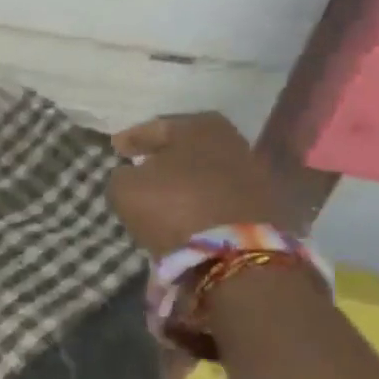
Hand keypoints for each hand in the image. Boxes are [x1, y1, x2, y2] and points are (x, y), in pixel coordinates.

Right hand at [106, 112, 280, 255]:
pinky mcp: (262, 205)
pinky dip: (200, 200)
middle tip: (141, 165)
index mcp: (198, 126)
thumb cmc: (172, 206)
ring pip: (205, 171)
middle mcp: (232, 140)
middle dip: (163, 156)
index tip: (115, 147)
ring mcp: (252, 173)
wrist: (233, 252)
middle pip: (187, 146)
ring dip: (184, 180)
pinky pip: (218, 196)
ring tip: (161, 193)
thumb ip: (122, 175)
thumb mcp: (125, 188)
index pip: (156, 127)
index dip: (132, 138)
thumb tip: (130, 174)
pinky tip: (184, 211)